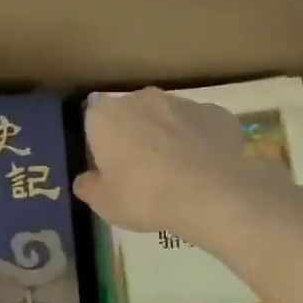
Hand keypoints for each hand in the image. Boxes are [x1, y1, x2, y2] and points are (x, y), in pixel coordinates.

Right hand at [74, 88, 261, 235]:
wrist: (209, 196)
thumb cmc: (144, 196)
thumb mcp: (104, 203)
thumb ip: (90, 187)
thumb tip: (85, 180)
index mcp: (106, 115)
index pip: (94, 120)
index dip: (101, 143)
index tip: (110, 166)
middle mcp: (142, 99)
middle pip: (131, 113)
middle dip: (135, 134)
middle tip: (142, 171)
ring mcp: (182, 103)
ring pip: (168, 117)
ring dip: (168, 135)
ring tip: (178, 172)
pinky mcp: (216, 114)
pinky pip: (201, 126)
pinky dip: (201, 141)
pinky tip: (205, 168)